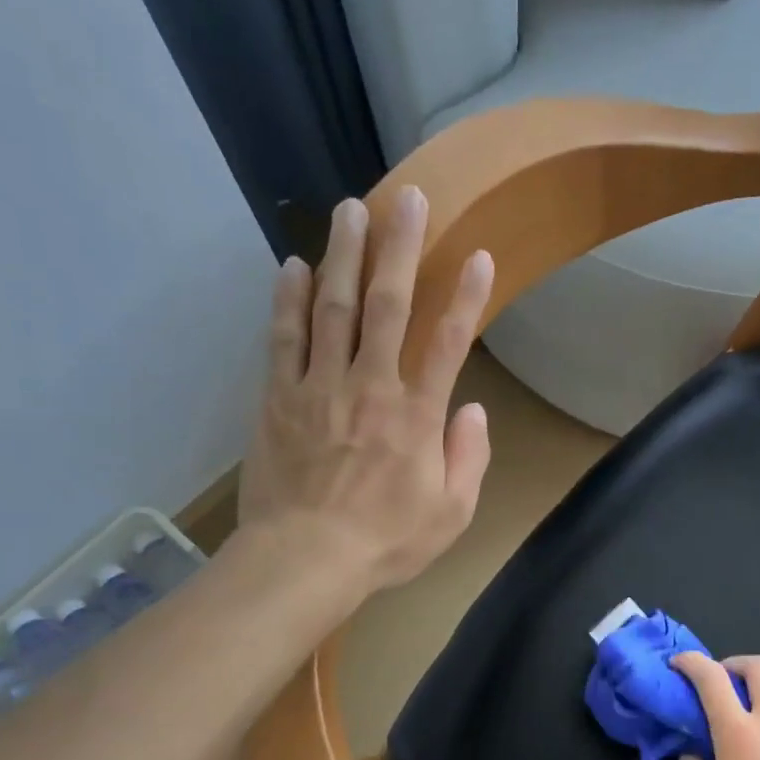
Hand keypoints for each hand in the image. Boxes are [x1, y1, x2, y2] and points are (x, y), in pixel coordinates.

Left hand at [236, 186, 493, 590]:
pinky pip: (283, 338)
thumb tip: (472, 409)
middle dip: (401, 249)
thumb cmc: (386, 541)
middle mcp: (370, 387)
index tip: (480, 256)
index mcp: (416, 416)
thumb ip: (469, 457)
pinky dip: (286, 299)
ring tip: (350, 209)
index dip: (467, 297)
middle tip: (408, 199)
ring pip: (332, 307)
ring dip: (343, 254)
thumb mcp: (451, 513)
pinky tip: (289, 264)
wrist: (304, 560)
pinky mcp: (278, 398)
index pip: (448, 343)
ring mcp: (319, 387)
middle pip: (387, 306)